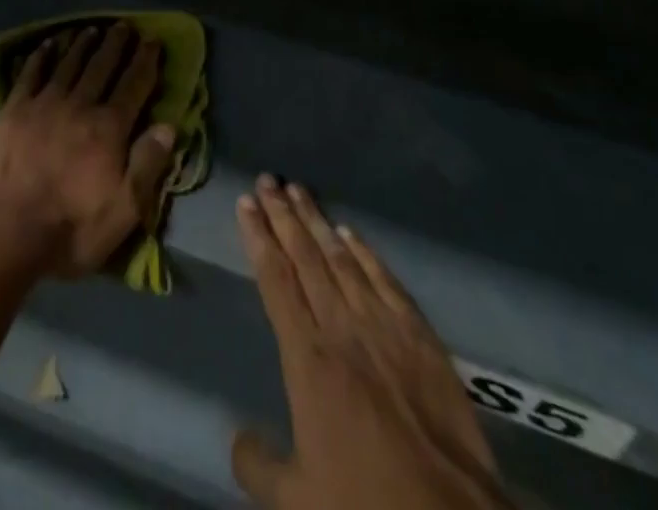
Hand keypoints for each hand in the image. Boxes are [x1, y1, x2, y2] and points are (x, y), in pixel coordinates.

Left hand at [0, 22, 175, 278]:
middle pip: (102, 66)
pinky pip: (31, 73)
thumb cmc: (68, 229)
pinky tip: (48, 44)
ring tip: (92, 28)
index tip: (153, 41)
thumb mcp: (122, 212)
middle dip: (116, 44)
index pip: (135, 85)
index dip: (146, 61)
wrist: (1, 232)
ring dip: (83, 44)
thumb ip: (148, 166)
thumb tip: (169, 126)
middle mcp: (80, 105)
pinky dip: (42, 56)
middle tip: (124, 26)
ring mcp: (44, 104)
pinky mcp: (13, 110)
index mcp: (109, 128)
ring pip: (69, 63)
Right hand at [232, 177, 512, 509]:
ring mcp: (383, 326)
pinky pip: (385, 279)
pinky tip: (350, 233)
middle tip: (266, 180)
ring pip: (341, 258)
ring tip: (298, 190)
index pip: (275, 281)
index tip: (245, 204)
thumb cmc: (365, 507)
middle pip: (305, 257)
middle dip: (282, 215)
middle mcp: (341, 328)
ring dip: (317, 222)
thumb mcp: (296, 503)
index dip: (258, 238)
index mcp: (308, 359)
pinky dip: (365, 252)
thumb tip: (237, 436)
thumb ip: (258, 466)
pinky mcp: (419, 335)